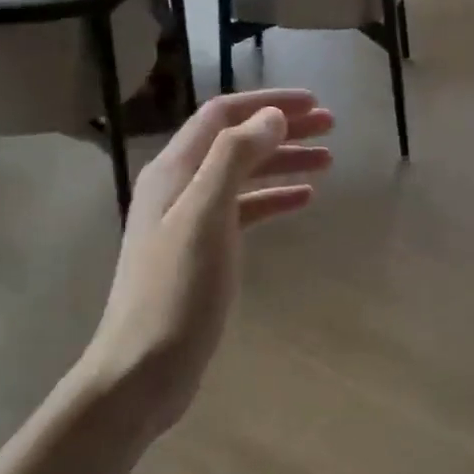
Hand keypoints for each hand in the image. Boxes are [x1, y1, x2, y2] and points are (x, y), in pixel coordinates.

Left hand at [85, 89, 333, 432]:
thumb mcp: (206, 217)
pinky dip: (274, 199)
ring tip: (328, 160)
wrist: (142, 370)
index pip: (222, 116)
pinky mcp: (203, 252)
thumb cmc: (175, 292)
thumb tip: (272, 117)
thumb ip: (235, 158)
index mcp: (173, 171)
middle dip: (282, 128)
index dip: (268, 103)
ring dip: (283, 161)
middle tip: (331, 126)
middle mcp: (178, 187)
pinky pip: (244, 210)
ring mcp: (189, 221)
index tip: (314, 103)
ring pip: (243, 175)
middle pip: (235, 141)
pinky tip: (303, 200)